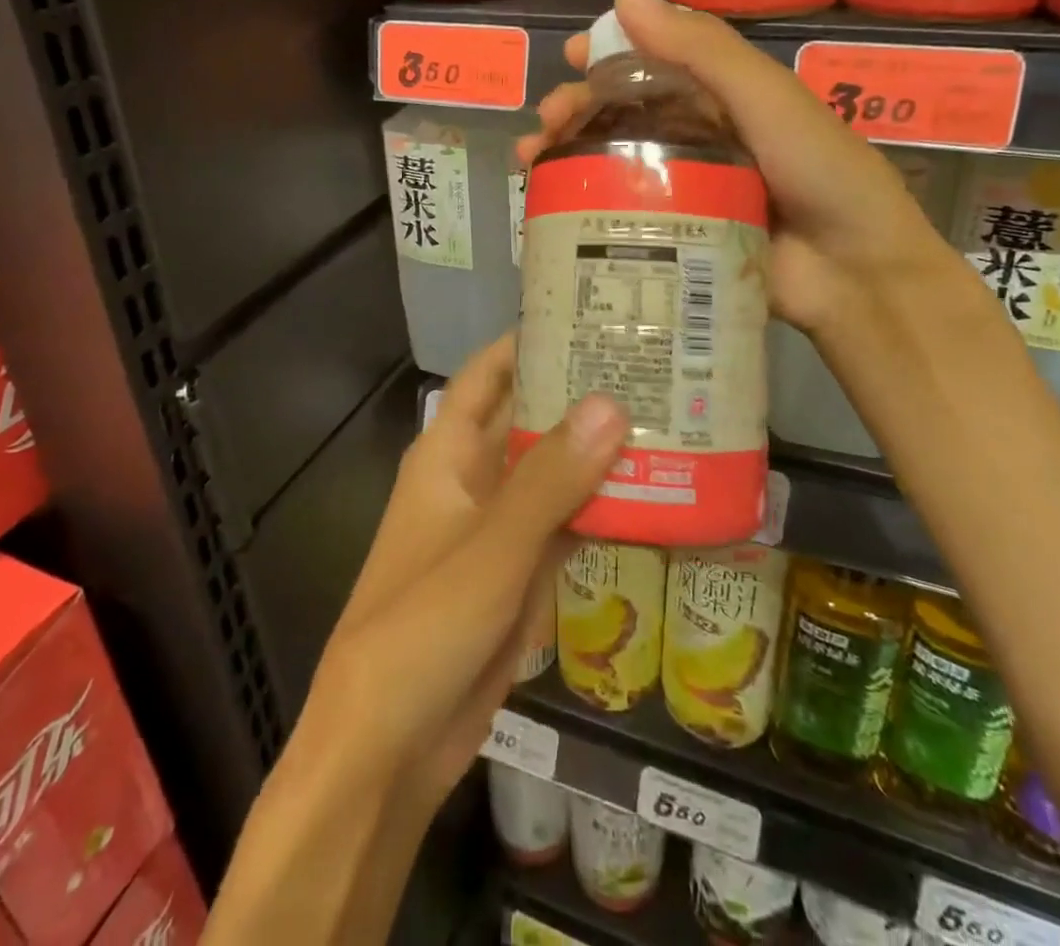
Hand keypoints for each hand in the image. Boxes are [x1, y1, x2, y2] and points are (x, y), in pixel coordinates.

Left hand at [301, 335, 628, 814]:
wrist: (389, 746)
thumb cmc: (424, 624)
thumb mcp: (492, 546)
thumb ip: (551, 478)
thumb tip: (612, 402)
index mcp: (447, 454)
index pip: (487, 376)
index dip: (527, 342)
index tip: (587, 314)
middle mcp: (473, 480)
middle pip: (530, 420)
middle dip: (581, 394)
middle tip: (653, 364)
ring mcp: (499, 528)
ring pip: (555, 473)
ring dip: (600, 452)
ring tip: (670, 417)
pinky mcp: (522, 573)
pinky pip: (567, 525)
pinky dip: (604, 509)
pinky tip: (657, 494)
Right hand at [515, 0, 952, 338]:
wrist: (854, 272)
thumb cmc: (819, 170)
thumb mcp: (766, 98)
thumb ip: (702, 50)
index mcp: (723, 97)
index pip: (655, 62)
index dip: (610, 53)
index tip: (569, 56)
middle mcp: (700, 136)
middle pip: (625, 114)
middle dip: (578, 110)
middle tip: (548, 123)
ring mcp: (687, 189)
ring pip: (617, 162)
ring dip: (570, 156)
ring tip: (534, 164)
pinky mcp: (677, 236)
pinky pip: (625, 213)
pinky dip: (587, 205)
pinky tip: (552, 208)